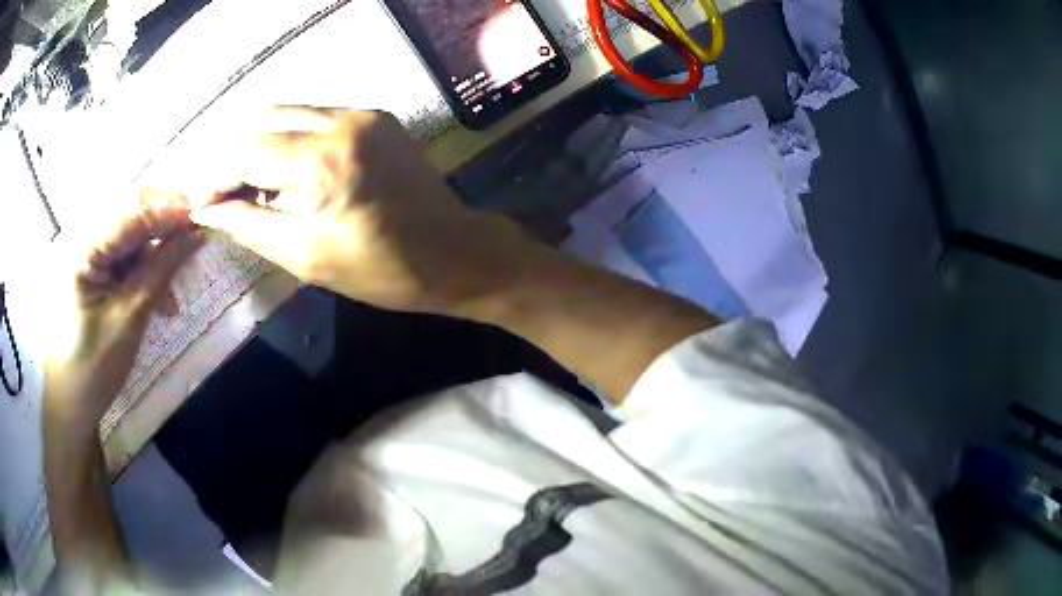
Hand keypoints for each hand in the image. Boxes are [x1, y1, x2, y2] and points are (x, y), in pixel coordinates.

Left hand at [44, 197, 203, 433]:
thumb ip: (160, 270)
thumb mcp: (130, 318)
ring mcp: (83, 253)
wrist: (70, 402)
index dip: (168, 212)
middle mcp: (80, 238)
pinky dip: (141, 271)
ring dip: (154, 256)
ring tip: (170, 298)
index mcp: (82, 249)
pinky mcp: (88, 268)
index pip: (131, 214)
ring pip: (128, 235)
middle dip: (162, 227)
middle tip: (190, 242)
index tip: (201, 218)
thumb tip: (195, 233)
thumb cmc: (95, 367)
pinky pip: (121, 255)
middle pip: (129, 214)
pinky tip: (155, 298)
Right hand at [187, 108, 527, 313]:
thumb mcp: (308, 257)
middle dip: (235, 156)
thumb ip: (251, 226)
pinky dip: (291, 139)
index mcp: (325, 161)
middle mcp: (344, 121)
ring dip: (261, 145)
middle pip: (265, 120)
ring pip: (289, 113)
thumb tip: (209, 210)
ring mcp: (364, 113)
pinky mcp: (376, 116)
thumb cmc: (385, 270)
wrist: (458, 253)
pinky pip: (317, 117)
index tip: (199, 202)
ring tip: (252, 187)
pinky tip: (288, 172)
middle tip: (224, 196)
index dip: (215, 176)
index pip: (247, 151)